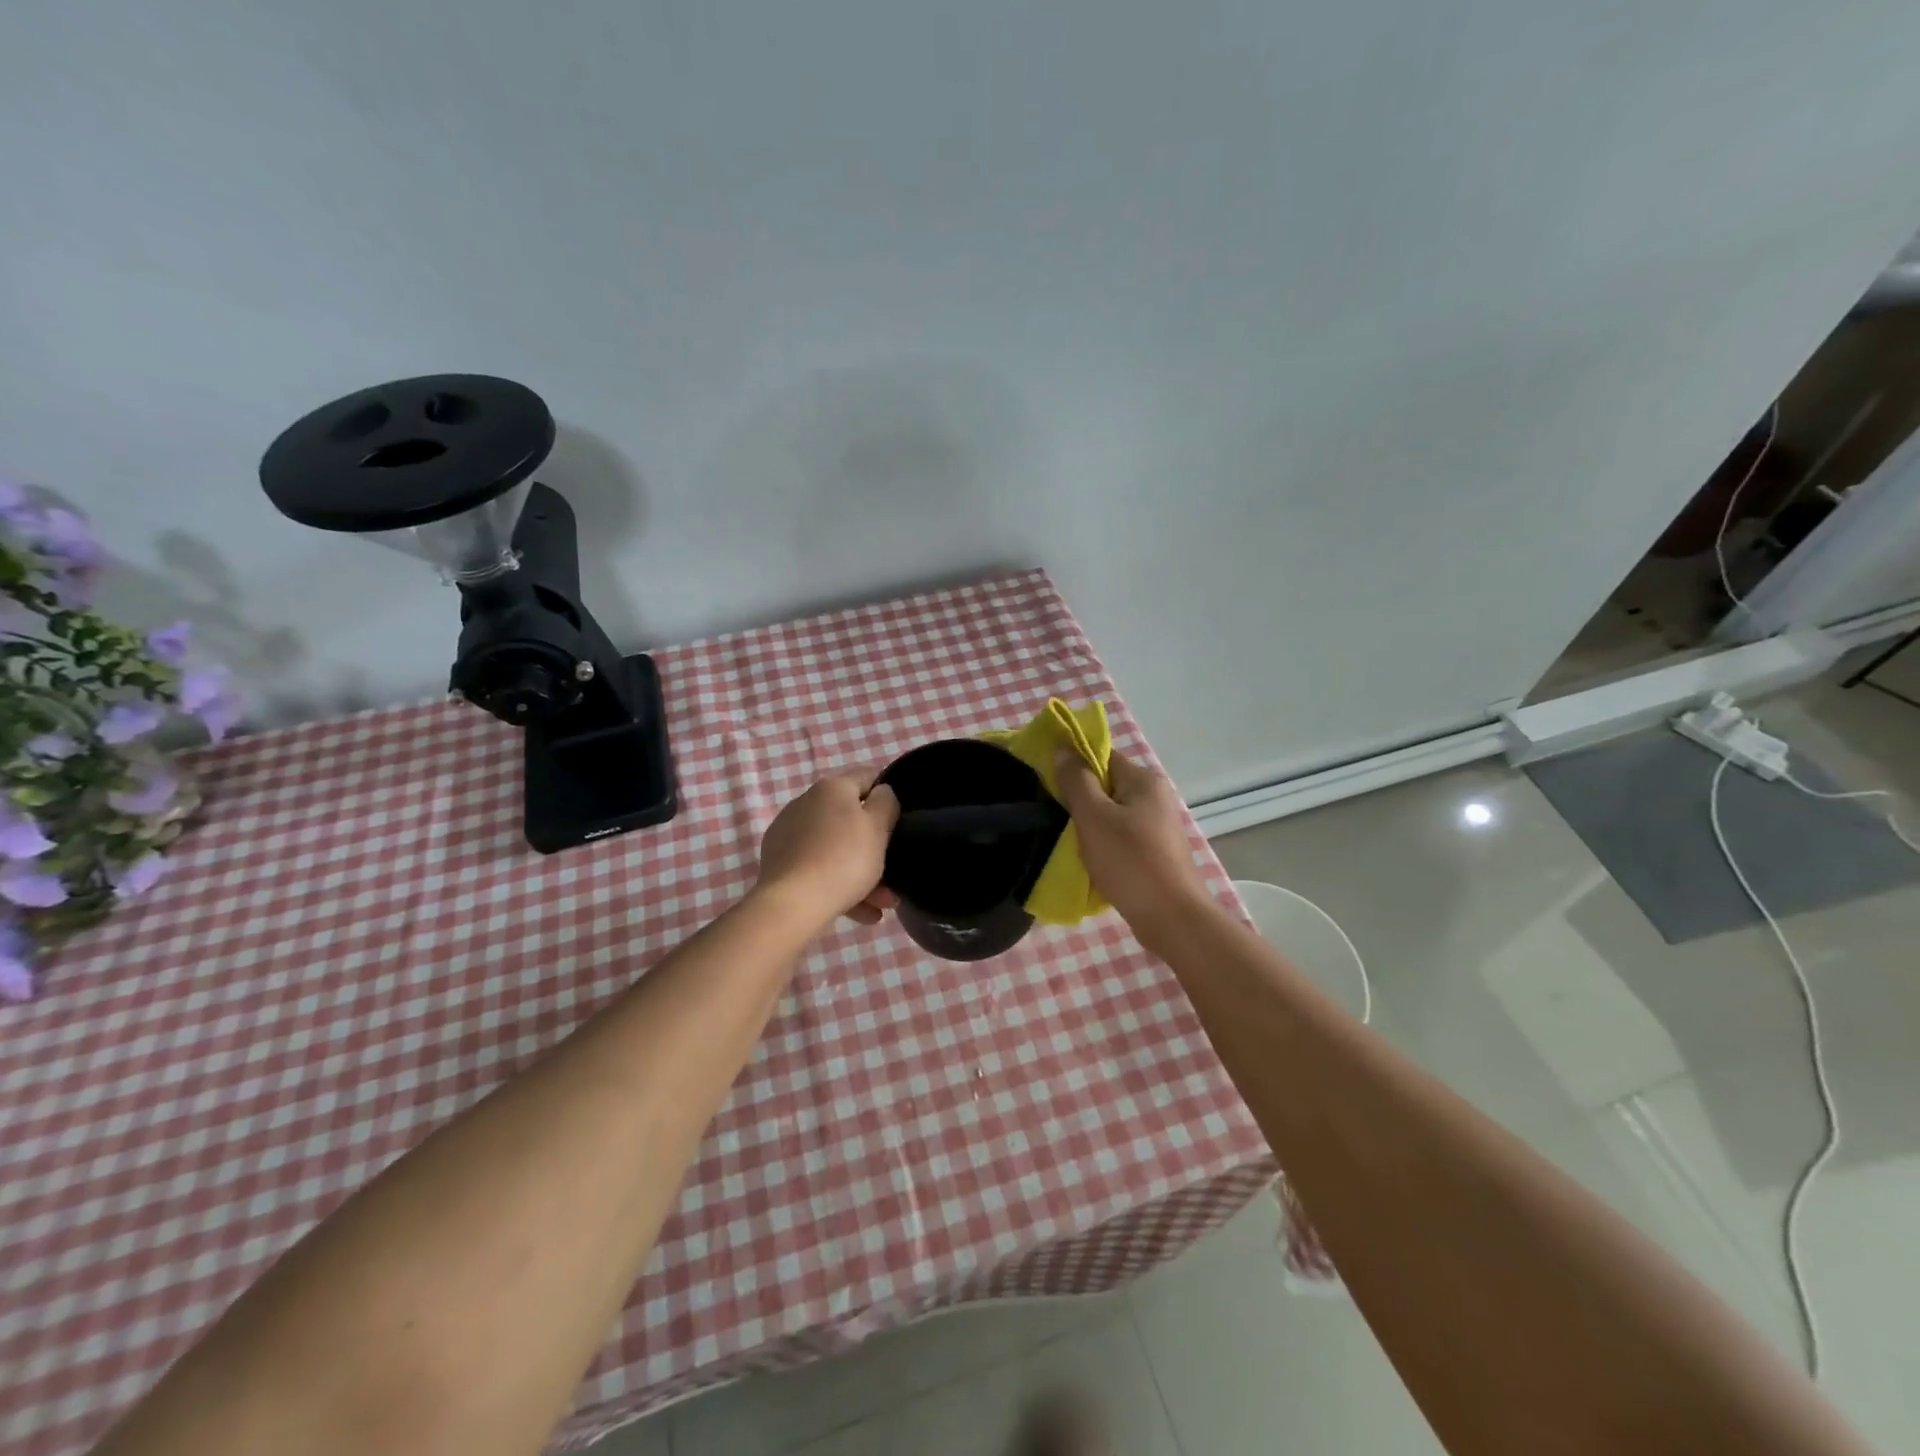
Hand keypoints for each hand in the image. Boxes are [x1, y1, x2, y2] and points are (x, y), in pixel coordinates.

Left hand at [756, 768, 900, 927]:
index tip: (901, 818)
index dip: (887, 793)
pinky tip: (860, 912)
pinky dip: (839, 884)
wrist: (793, 904)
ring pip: (836, 848)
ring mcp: (788, 833)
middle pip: (850, 819)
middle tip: (893, 874)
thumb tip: (881, 793)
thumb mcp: (878, 828)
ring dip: (862, 873)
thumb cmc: (844, 859)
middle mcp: (806, 803)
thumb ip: (886, 803)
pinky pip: (818, 867)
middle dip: (874, 846)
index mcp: (831, 788)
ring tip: (881, 904)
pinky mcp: (778, 862)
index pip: (867, 777)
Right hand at [1052, 749, 1211, 938]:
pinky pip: (1121, 838)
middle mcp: (1155, 797)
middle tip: (1054, 814)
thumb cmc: (1130, 861)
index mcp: (1144, 780)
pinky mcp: (1156, 852)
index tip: (1048, 782)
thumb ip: (1076, 781)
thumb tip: (1063, 749)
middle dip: (1080, 799)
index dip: (1073, 765)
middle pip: (1107, 785)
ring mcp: (1158, 826)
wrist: (1172, 918)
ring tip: (1067, 841)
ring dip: (1090, 826)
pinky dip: (1104, 845)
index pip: (1102, 756)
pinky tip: (1089, 861)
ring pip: (1112, 814)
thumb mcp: (1094, 817)